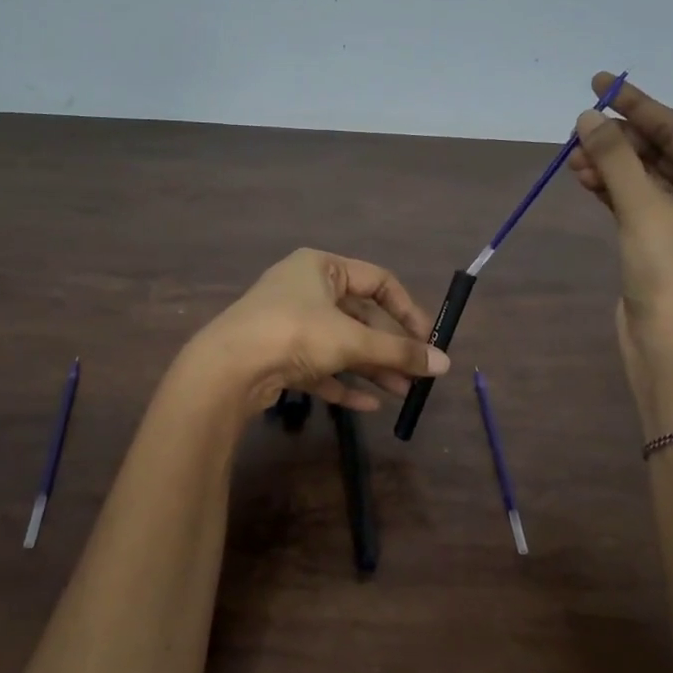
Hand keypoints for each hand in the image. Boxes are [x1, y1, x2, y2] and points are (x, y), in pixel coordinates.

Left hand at [184, 248, 449, 417]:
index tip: (426, 340)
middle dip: (389, 348)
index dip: (406, 310)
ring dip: (371, 367)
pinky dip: (343, 383)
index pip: (378, 281)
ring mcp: (289, 323)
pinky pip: (319, 367)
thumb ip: (399, 351)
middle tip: (416, 374)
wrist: (227, 368)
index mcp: (322, 267)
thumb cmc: (295, 333)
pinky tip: (368, 405)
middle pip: (360, 317)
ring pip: (341, 344)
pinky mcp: (278, 355)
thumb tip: (444, 363)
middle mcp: (305, 289)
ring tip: (401, 392)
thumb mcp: (352, 340)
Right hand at [565, 73, 672, 395]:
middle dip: (618, 140)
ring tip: (571, 156)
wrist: (671, 345)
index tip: (599, 83)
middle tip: (578, 126)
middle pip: (659, 151)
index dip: (635, 105)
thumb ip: (614, 158)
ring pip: (642, 178)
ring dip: (609, 165)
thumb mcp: (643, 207)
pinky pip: (634, 201)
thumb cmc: (671, 271)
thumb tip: (587, 117)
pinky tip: (583, 177)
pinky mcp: (660, 242)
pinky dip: (610, 189)